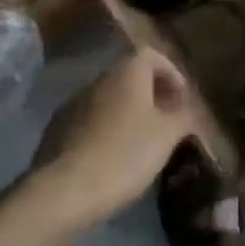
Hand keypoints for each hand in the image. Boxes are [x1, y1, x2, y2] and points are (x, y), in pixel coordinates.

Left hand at [27, 49, 202, 226]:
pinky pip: (89, 120)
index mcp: (126, 74)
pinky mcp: (57, 130)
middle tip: (166, 120)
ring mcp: (73, 104)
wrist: (66, 189)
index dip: (170, 72)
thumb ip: (183, 116)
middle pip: (128, 76)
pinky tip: (113, 156)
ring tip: (141, 141)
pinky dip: (106, 129)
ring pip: (108, 100)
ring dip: (126, 112)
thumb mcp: (167, 136)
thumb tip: (187, 107)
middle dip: (149, 94)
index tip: (182, 97)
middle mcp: (97, 81)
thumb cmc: (125, 154)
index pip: (150, 55)